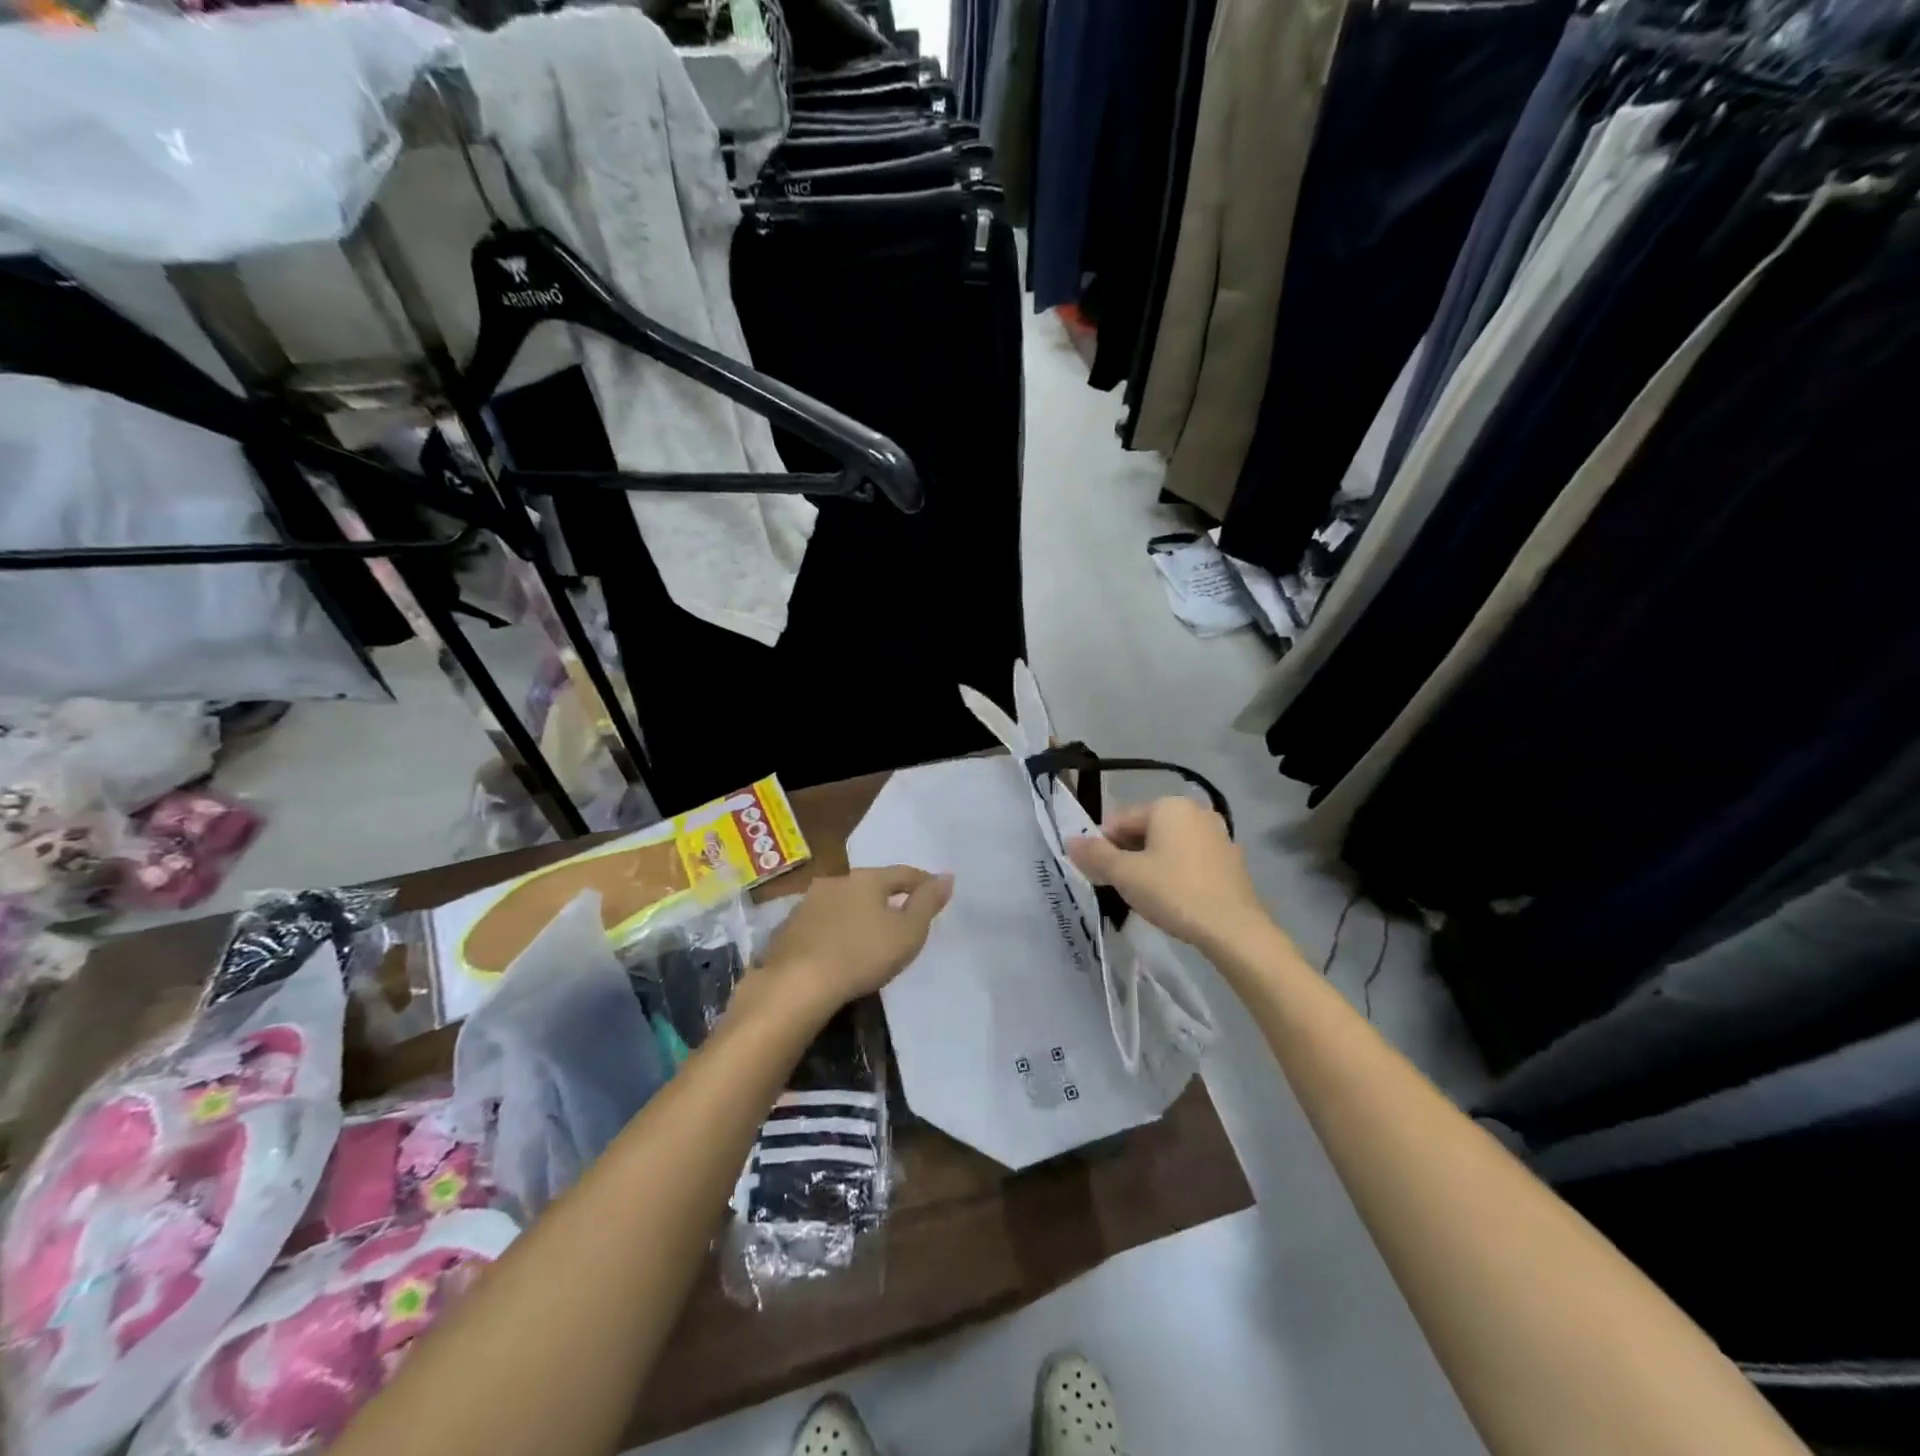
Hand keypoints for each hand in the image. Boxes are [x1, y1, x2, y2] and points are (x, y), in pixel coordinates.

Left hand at [756, 866, 953, 1015]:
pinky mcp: (788, 928)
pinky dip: (835, 930)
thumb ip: (927, 903)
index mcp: (867, 879)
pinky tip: (838, 948)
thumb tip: (946, 877)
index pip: (903, 873)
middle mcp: (836, 881)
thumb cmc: (862, 954)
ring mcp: (807, 903)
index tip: (936, 891)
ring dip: (857, 913)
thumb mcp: (908, 932)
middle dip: (886, 897)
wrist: (797, 984)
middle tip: (902, 915)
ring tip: (869, 934)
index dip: (923, 882)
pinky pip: (822, 923)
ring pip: (843, 902)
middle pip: (870, 885)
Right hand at [1066, 797, 1269, 954]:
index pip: (1120, 820)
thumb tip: (1070, 841)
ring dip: (1150, 865)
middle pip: (1145, 830)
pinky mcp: (1230, 860)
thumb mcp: (1126, 875)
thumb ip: (1095, 855)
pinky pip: (1190, 859)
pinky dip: (1175, 872)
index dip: (1103, 846)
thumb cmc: (1174, 893)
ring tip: (1145, 896)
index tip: (1099, 875)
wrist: (1234, 929)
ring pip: (1168, 845)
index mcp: (1168, 805)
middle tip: (1120, 887)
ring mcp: (1217, 835)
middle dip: (1127, 855)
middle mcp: (1195, 811)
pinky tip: (1172, 898)